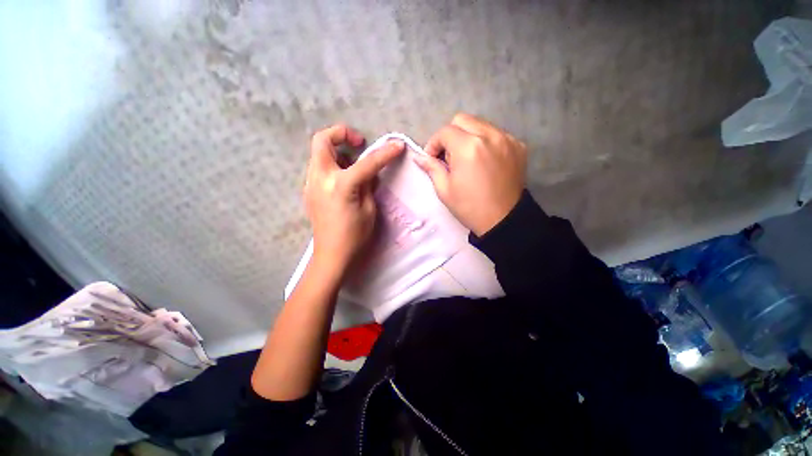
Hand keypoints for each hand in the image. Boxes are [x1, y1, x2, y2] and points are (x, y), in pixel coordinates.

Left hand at [305, 125, 404, 276]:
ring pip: (319, 153)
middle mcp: (320, 179)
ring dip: (337, 151)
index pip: (366, 163)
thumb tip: (369, 172)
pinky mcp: (309, 190)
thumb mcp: (369, 210)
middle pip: (322, 140)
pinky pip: (320, 167)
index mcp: (341, 186)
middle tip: (359, 144)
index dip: (385, 153)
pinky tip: (345, 180)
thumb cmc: (354, 237)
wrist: (331, 255)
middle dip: (341, 134)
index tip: (398, 146)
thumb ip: (368, 185)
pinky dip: (333, 165)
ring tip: (353, 165)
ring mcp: (310, 184)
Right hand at [415, 113, 527, 236]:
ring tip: (467, 159)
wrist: (503, 220)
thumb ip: (431, 168)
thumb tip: (420, 157)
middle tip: (449, 157)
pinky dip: (486, 142)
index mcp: (468, 147)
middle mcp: (489, 135)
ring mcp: (507, 139)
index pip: (445, 131)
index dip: (433, 143)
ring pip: (480, 124)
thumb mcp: (444, 190)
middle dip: (450, 135)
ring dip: (468, 136)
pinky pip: (496, 134)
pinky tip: (484, 160)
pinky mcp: (518, 146)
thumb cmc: (469, 207)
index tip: (432, 158)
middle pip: (462, 120)